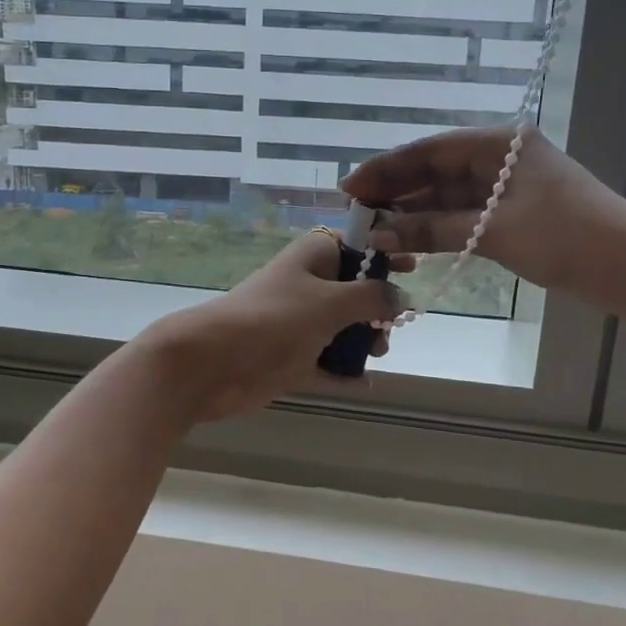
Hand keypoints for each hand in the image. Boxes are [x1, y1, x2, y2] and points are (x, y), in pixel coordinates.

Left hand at [131, 232, 411, 423]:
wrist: (212, 362)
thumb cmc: (274, 319)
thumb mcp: (331, 302)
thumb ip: (373, 297)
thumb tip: (404, 297)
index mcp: (314, 257)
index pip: (356, 243)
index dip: (385, 252)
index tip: (413, 266)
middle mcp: (308, 286)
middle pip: (354, 289)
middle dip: (378, 306)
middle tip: (392, 324)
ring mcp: (298, 323)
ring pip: (343, 327)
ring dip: (364, 341)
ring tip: (377, 354)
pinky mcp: (290, 358)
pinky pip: (326, 363)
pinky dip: (344, 372)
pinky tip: (365, 382)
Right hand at [340, 125, 625, 319]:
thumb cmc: (569, 238)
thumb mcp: (496, 231)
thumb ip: (434, 229)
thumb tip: (378, 235)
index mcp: (500, 145)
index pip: (430, 151)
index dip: (387, 169)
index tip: (350, 188)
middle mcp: (500, 160)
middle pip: (436, 172)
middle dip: (395, 192)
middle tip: (354, 213)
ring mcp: (507, 190)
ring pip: (447, 197)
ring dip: (413, 214)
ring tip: (374, 231)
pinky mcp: (513, 218)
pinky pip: (463, 218)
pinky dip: (437, 229)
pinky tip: (409, 242)